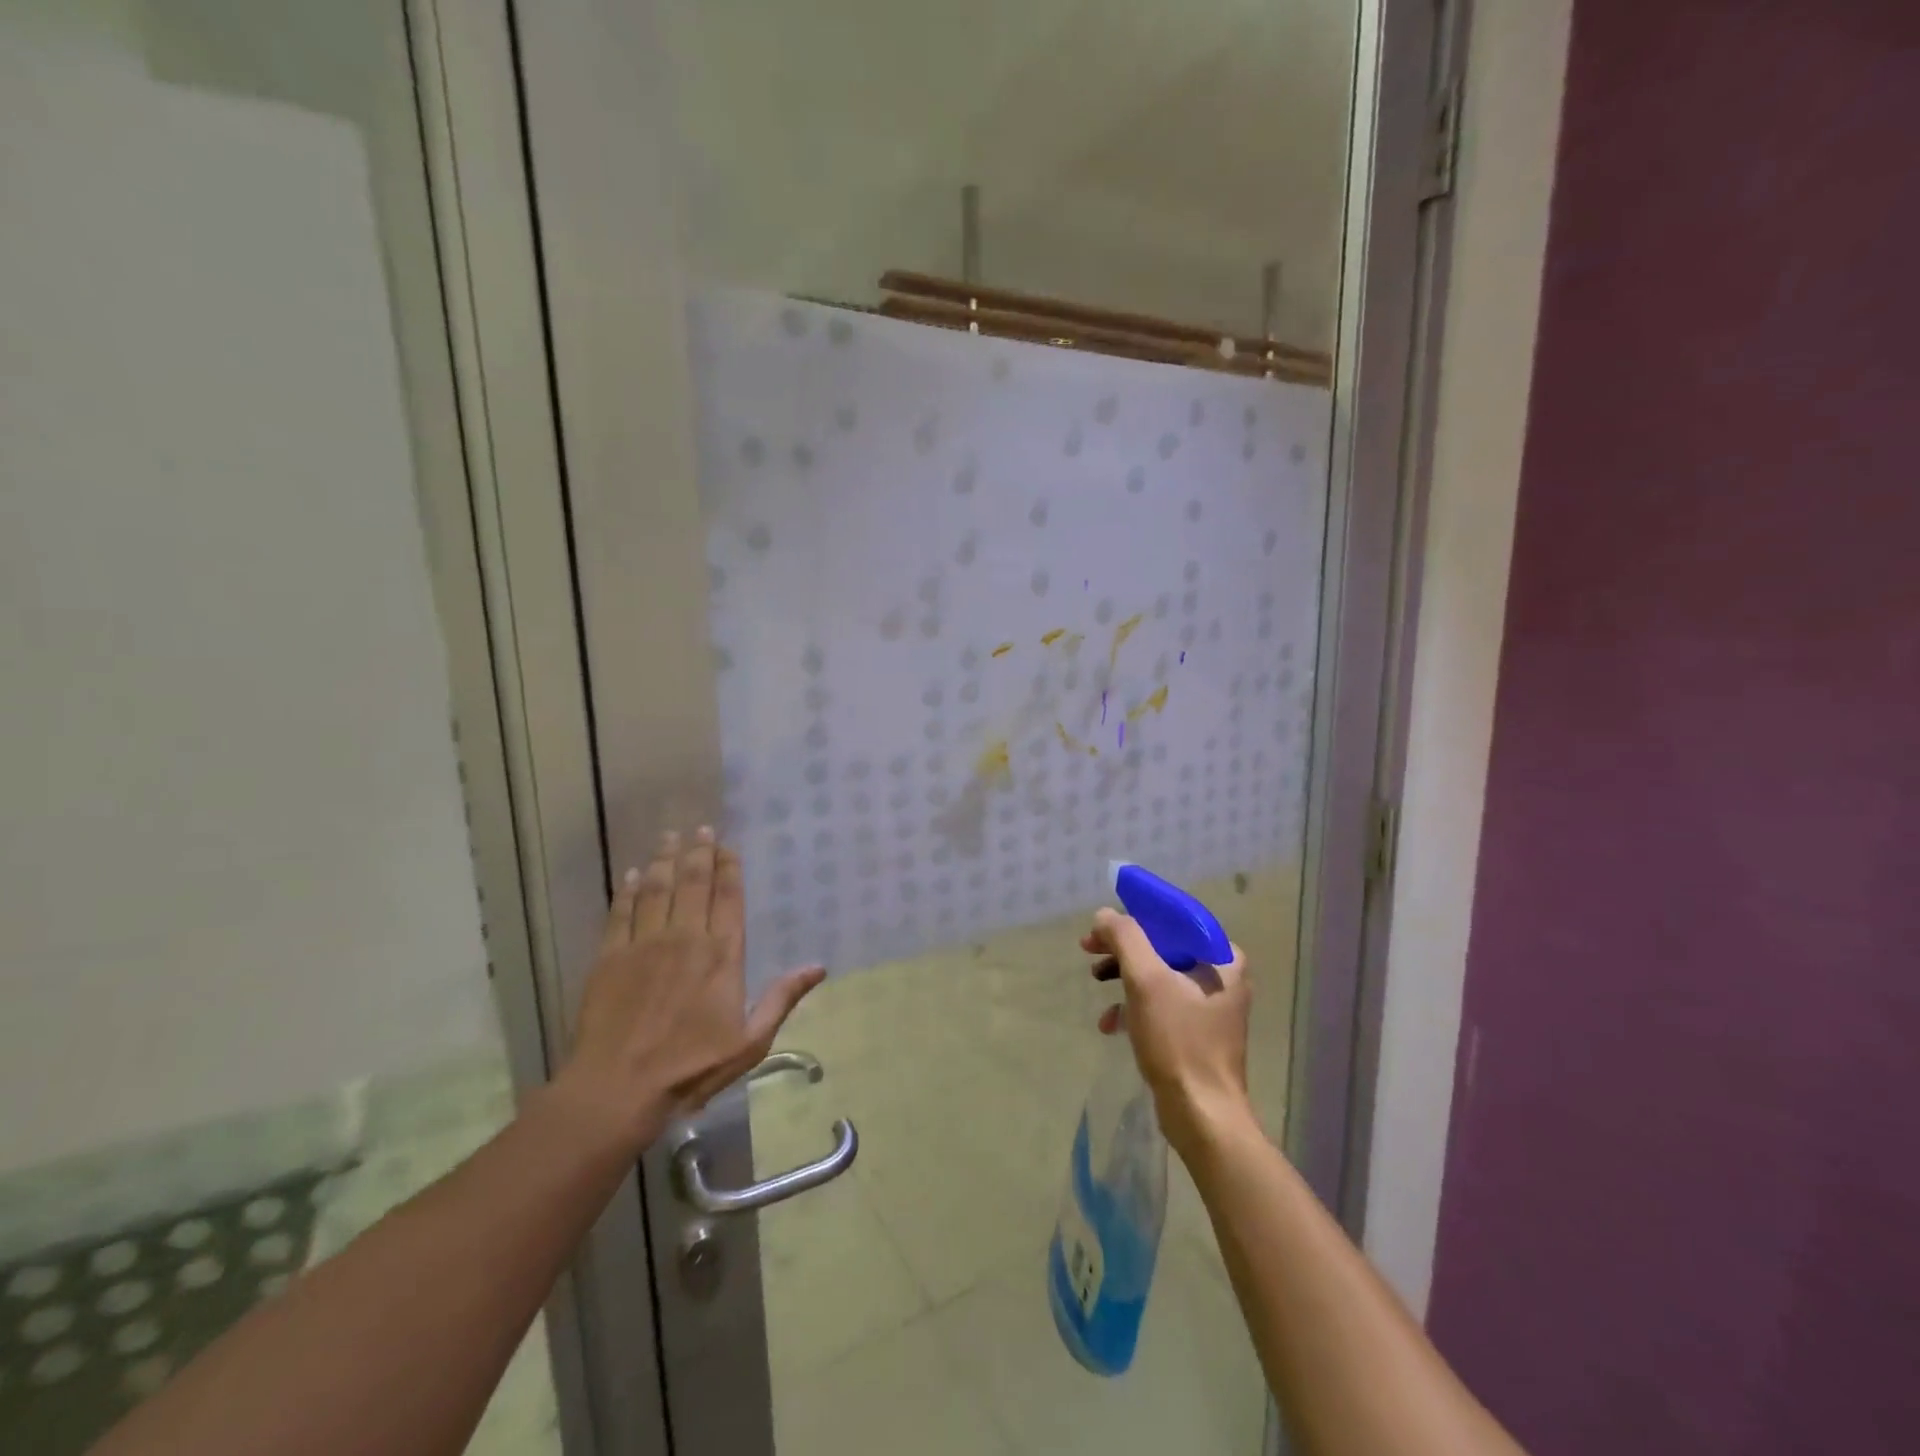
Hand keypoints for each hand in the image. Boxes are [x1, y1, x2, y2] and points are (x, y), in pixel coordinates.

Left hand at [556, 828, 824, 1155]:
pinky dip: (628, 890)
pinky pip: (621, 912)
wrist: (618, 1088)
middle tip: (699, 828)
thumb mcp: (750, 1041)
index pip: (728, 897)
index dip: (728, 867)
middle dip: (698, 852)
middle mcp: (685, 937)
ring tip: (669, 837)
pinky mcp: (610, 957)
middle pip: (693, 883)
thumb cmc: (691, 1067)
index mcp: (722, 954)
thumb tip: (818, 967)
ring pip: (657, 889)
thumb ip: (782, 998)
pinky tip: (631, 875)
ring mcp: (644, 944)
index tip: (727, 846)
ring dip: (664, 860)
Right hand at [1084, 907, 1252, 1156]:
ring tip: (1096, 981)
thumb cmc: (1179, 1041)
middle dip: (1123, 948)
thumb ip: (1125, 938)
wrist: (1201, 1115)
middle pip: (1162, 945)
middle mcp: (1222, 976)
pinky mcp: (1196, 1031)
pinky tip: (1111, 1023)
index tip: (1102, 925)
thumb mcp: (1146, 981)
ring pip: (1158, 974)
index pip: (1174, 918)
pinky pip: (1160, 1003)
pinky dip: (1134, 1006)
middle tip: (1089, 950)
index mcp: (1222, 958)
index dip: (1135, 915)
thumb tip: (1105, 915)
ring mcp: (1210, 1005)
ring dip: (1124, 976)